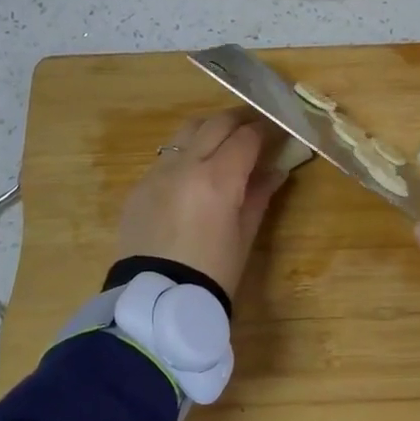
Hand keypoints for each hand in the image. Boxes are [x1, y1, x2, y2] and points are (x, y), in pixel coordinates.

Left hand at [116, 110, 286, 297]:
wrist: (157, 301)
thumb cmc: (213, 273)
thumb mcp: (245, 234)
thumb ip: (259, 194)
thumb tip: (276, 170)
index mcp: (217, 179)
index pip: (247, 137)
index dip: (267, 130)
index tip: (279, 131)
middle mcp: (185, 165)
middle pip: (216, 123)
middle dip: (240, 119)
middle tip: (257, 125)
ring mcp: (158, 172)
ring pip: (187, 131)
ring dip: (211, 129)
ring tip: (226, 140)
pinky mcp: (140, 185)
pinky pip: (168, 155)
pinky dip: (188, 152)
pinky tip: (196, 170)